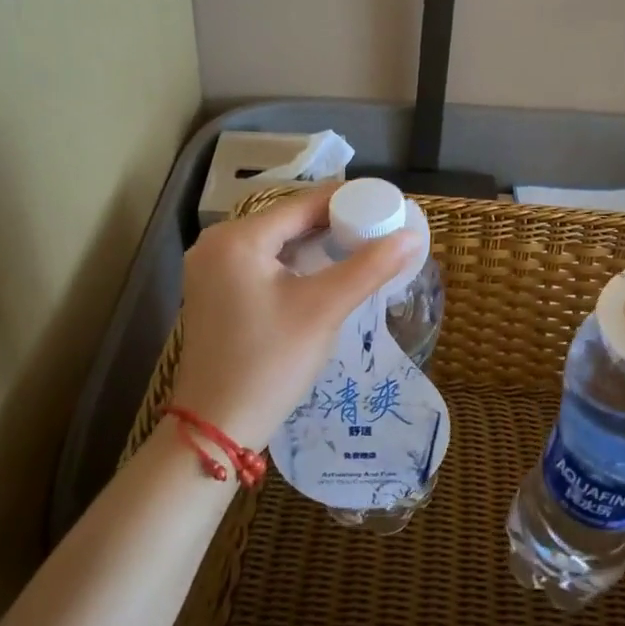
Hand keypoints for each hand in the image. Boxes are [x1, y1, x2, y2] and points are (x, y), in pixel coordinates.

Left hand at [167, 187, 422, 449]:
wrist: (217, 426)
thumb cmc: (270, 362)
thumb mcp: (324, 309)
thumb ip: (369, 267)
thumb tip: (412, 235)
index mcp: (237, 238)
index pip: (303, 203)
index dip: (349, 200)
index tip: (387, 205)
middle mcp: (217, 244)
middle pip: (289, 218)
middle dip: (336, 221)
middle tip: (380, 228)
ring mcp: (212, 268)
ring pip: (278, 241)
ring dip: (318, 242)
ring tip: (363, 245)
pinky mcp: (217, 291)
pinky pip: (265, 261)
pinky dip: (297, 261)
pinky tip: (327, 270)